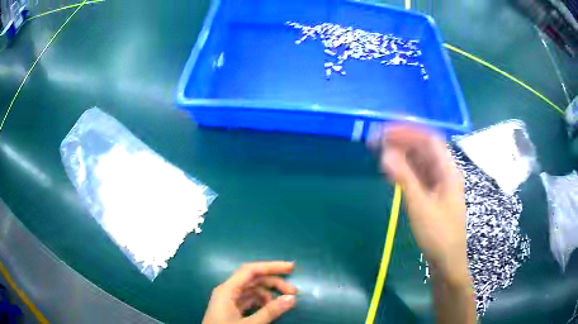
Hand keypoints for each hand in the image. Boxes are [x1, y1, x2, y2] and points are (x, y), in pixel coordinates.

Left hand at [202, 261, 297, 323]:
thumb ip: (270, 312)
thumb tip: (292, 298)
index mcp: (227, 289)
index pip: (251, 270)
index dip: (271, 266)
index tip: (291, 268)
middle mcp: (227, 291)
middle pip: (253, 279)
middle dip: (274, 282)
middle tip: (294, 291)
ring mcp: (229, 300)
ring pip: (252, 290)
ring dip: (269, 293)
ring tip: (283, 303)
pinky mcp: (231, 309)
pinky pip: (249, 300)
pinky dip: (262, 302)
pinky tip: (271, 308)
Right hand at [379, 125, 468, 283]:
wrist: (447, 261)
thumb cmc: (438, 234)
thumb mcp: (420, 206)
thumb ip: (403, 178)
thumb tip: (385, 154)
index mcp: (448, 171)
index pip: (429, 140)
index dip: (409, 132)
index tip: (387, 130)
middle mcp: (445, 173)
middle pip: (425, 149)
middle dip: (403, 141)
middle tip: (379, 140)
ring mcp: (439, 185)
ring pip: (421, 162)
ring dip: (403, 155)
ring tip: (382, 152)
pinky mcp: (432, 196)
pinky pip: (419, 176)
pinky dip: (405, 170)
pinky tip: (392, 170)